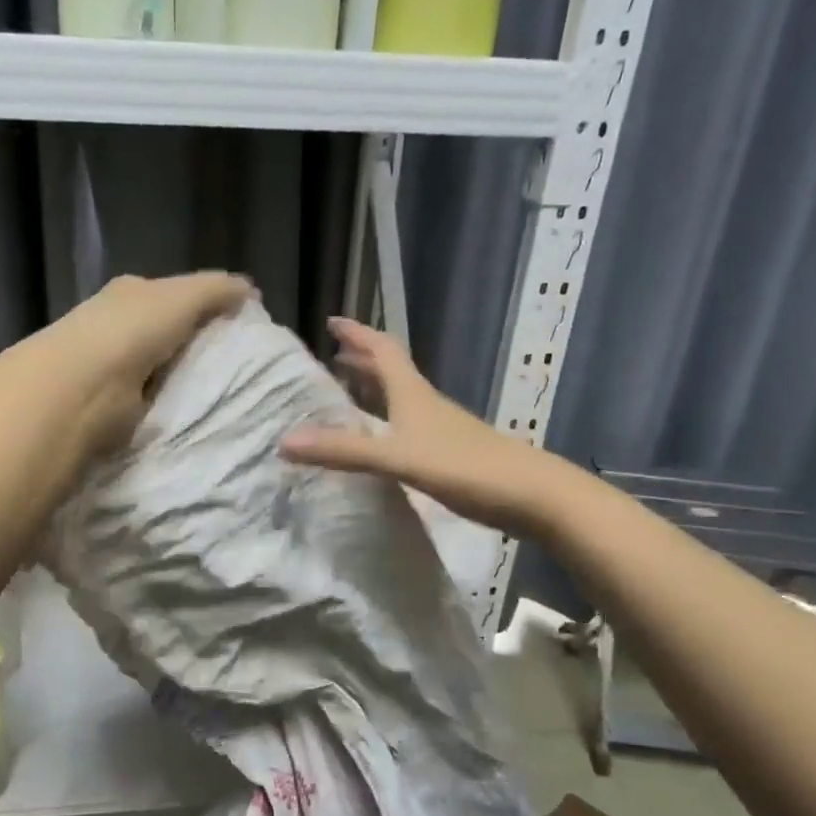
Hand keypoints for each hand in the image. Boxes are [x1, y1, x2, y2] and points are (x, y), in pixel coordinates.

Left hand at [31, 272, 254, 457]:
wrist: (80, 388)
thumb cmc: (130, 332)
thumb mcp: (181, 297)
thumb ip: (217, 290)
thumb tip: (250, 290)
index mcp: (134, 293)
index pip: (178, 293)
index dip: (210, 304)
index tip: (243, 324)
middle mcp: (120, 324)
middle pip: (169, 330)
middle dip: (199, 342)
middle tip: (241, 363)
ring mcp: (115, 365)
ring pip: (163, 366)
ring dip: (186, 376)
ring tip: (225, 391)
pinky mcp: (116, 404)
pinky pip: (155, 398)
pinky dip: (171, 403)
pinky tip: (193, 411)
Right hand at [280, 316, 540, 535]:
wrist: (532, 495)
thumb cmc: (465, 467)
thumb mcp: (397, 458)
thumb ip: (343, 451)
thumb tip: (283, 442)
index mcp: (412, 393)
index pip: (381, 350)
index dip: (357, 333)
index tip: (332, 320)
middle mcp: (425, 403)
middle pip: (391, 370)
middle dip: (361, 359)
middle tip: (332, 356)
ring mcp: (440, 427)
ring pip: (400, 397)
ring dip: (373, 388)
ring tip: (347, 392)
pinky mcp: (449, 452)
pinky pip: (407, 425)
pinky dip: (386, 420)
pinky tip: (380, 440)